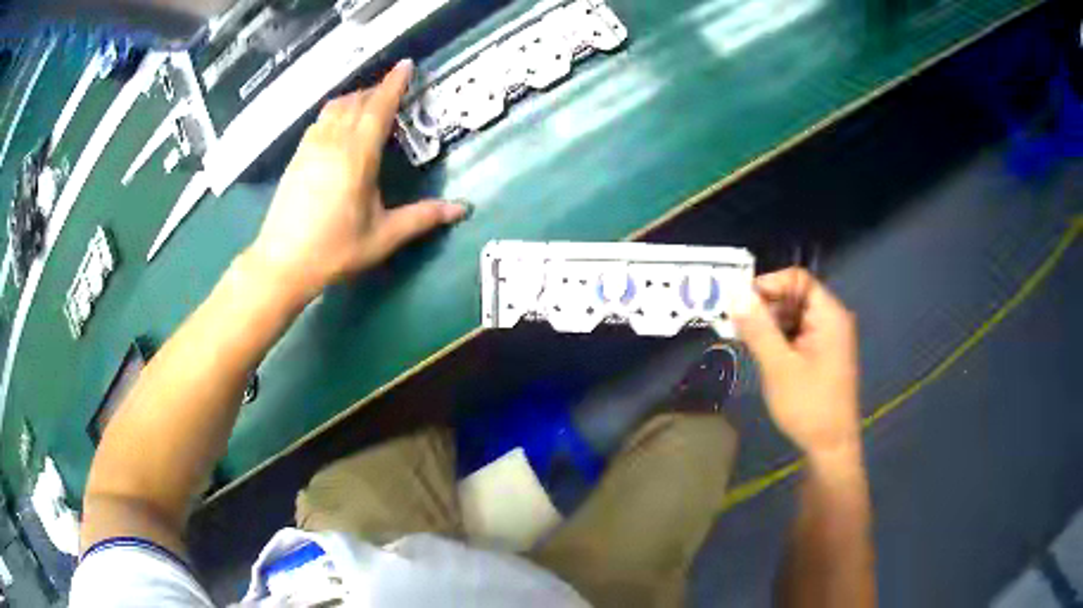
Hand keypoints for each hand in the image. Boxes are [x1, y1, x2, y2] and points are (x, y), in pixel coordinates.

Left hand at [247, 59, 466, 302]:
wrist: (282, 263)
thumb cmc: (335, 250)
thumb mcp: (383, 236)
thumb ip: (422, 218)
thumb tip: (462, 209)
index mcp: (358, 156)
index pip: (379, 107)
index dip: (394, 84)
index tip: (406, 65)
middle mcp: (333, 142)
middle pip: (356, 101)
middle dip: (377, 90)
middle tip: (394, 90)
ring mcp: (310, 148)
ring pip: (334, 108)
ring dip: (355, 98)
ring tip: (368, 103)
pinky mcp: (297, 157)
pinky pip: (319, 121)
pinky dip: (335, 112)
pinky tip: (338, 125)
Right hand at [733, 268, 860, 455]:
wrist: (831, 446)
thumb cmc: (808, 405)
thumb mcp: (779, 366)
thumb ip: (758, 328)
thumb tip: (735, 293)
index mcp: (829, 315)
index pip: (797, 279)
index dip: (768, 284)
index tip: (741, 304)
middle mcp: (832, 320)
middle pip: (795, 296)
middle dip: (766, 307)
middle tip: (738, 326)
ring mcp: (829, 338)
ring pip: (794, 316)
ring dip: (769, 324)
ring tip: (747, 342)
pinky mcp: (823, 354)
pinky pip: (798, 334)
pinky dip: (779, 339)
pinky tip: (763, 355)